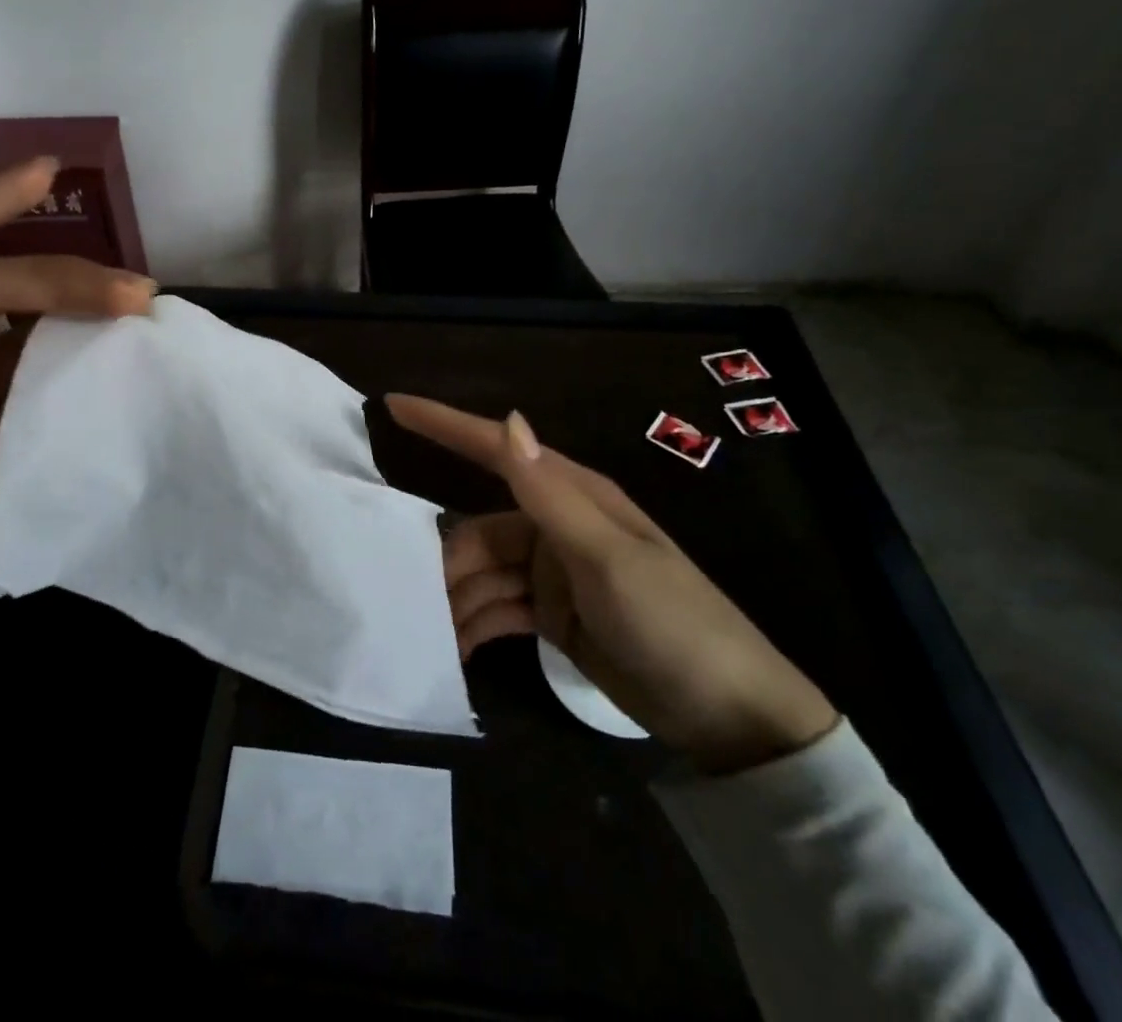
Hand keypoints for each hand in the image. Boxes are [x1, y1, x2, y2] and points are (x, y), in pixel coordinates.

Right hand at [386, 395, 836, 774]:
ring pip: (485, 571)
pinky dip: (477, 622)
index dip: (443, 424)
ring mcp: (555, 571)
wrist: (729, 716)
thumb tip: (508, 419)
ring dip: (457, 598)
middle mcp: (557, 525)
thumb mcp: (607, 559)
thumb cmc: (672, 624)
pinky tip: (455, 647)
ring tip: (428, 632)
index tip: (393, 405)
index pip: (495, 447)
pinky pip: (500, 606)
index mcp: (572, 497)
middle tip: (406, 593)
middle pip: (480, 528)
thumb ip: (549, 494)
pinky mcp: (555, 612)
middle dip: (446, 558)